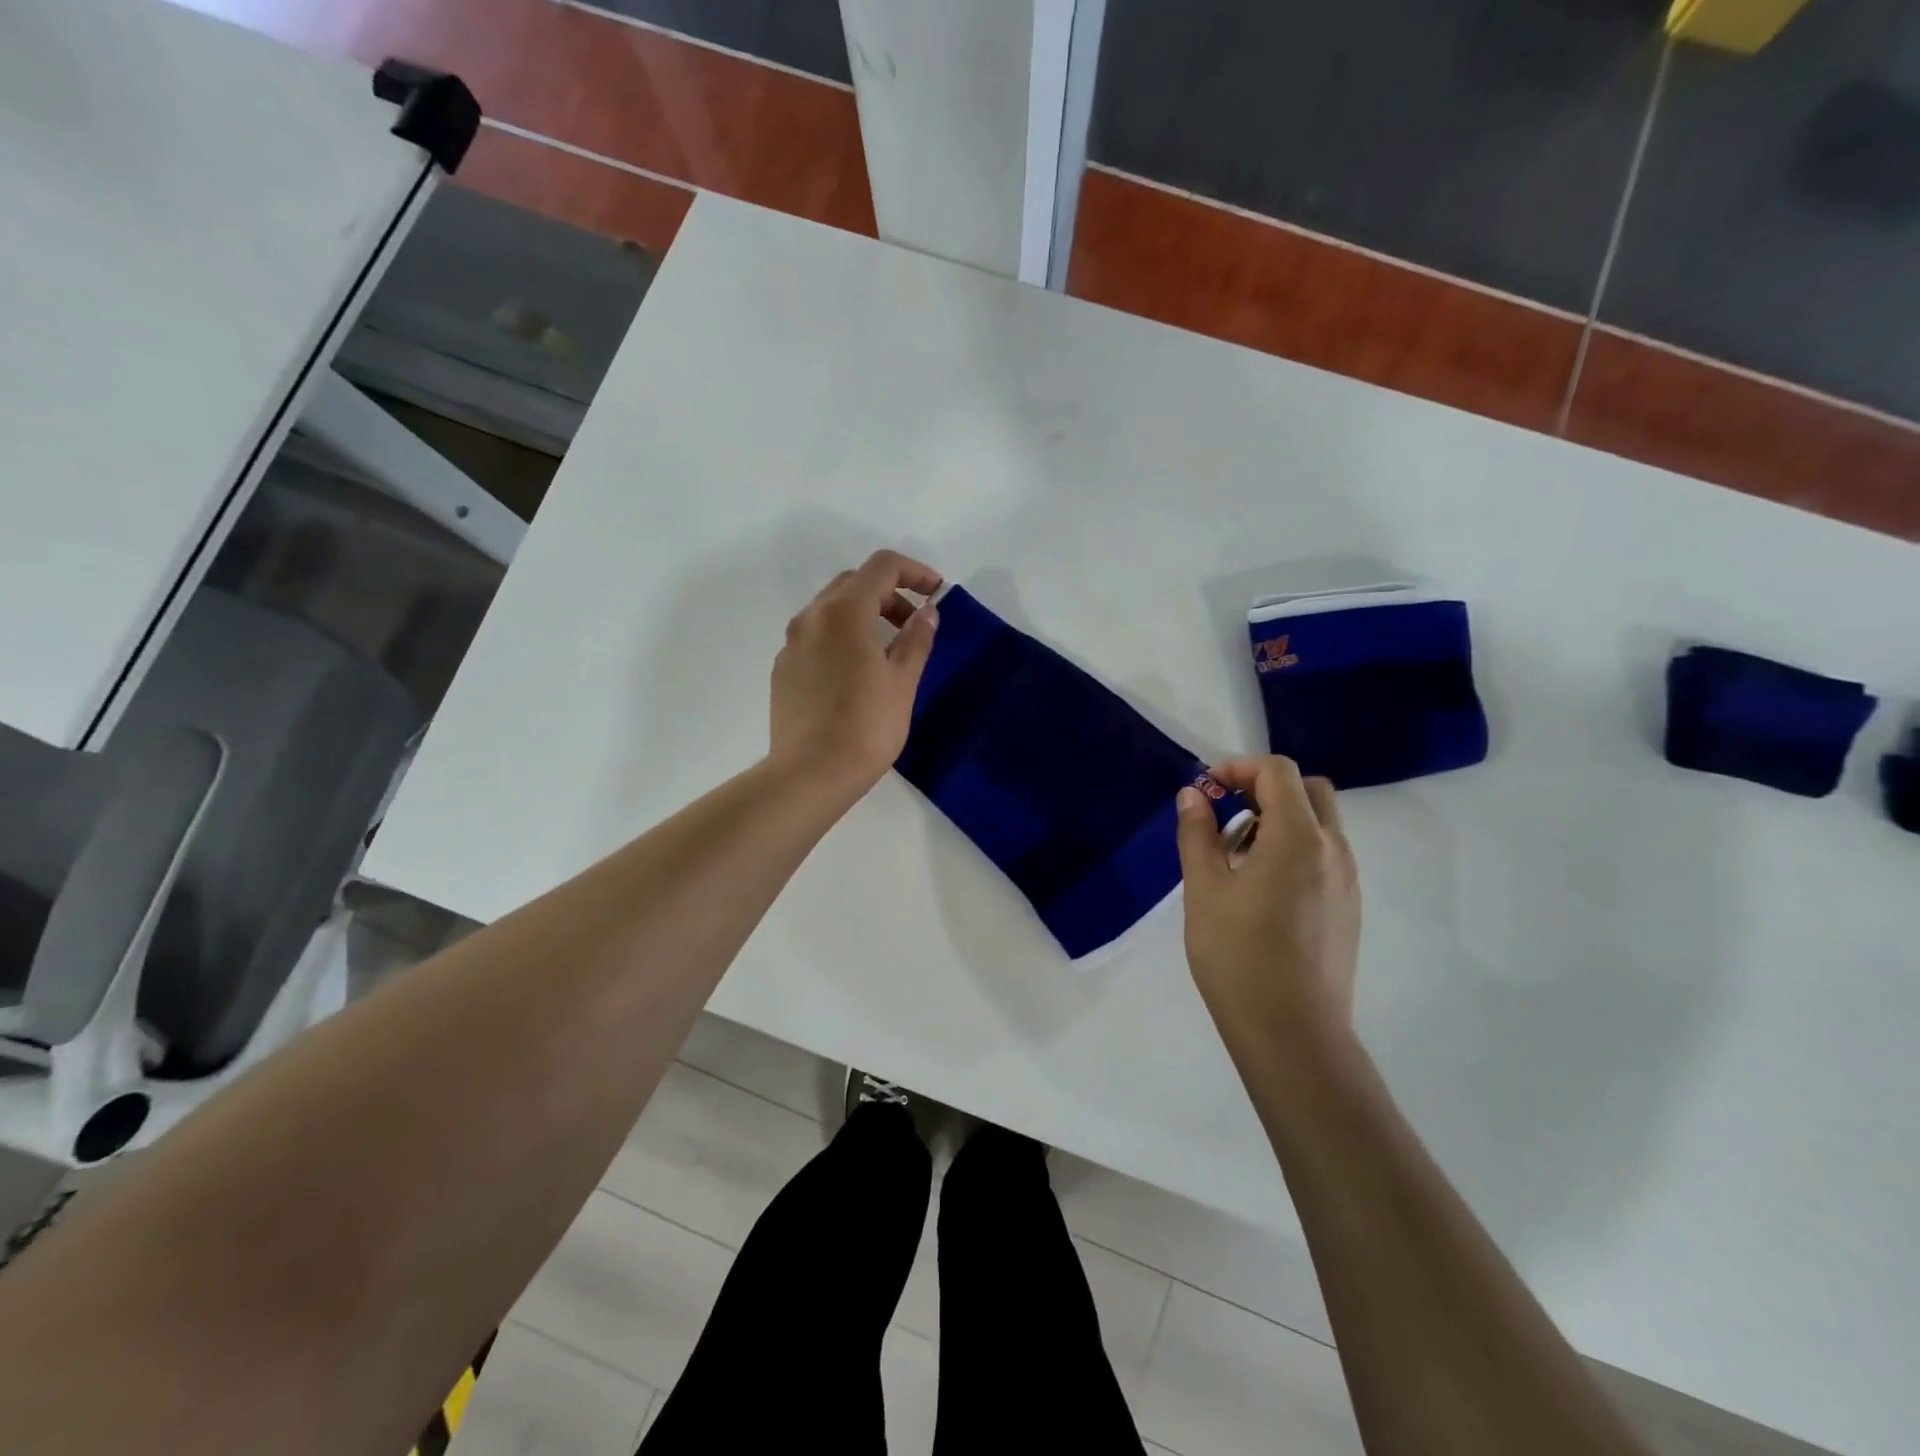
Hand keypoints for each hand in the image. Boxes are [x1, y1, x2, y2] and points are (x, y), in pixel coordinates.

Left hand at [769, 551, 941, 795]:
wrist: (810, 773)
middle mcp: (812, 617)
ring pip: (832, 609)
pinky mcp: (784, 668)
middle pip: (854, 583)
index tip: (936, 593)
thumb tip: (927, 612)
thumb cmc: (866, 726)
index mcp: (845, 612)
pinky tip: (856, 673)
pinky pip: (816, 636)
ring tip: (888, 650)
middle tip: (914, 624)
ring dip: (864, 615)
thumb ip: (917, 639)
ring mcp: (792, 643)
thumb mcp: (902, 681)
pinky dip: (842, 637)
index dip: (915, 571)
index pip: (882, 566)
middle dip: (889, 593)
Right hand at [1175, 756, 1360, 1059]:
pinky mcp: (1348, 908)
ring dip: (1278, 820)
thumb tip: (1193, 795)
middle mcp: (1334, 850)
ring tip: (1234, 858)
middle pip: (1308, 791)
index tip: (1207, 791)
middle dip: (1264, 789)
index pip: (1278, 772)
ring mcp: (1347, 881)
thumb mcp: (1204, 888)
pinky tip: (1259, 890)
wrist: (1292, 1033)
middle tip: (1225, 815)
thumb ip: (1197, 833)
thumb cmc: (1238, 955)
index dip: (1239, 768)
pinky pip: (1324, 856)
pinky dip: (1293, 849)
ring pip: (1319, 824)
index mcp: (1299, 837)